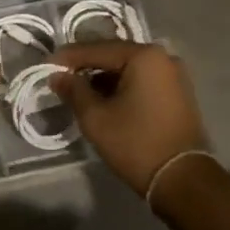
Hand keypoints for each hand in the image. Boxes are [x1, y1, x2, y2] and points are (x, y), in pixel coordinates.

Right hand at [50, 42, 210, 194]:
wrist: (183, 180)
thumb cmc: (136, 143)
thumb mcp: (96, 117)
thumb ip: (74, 90)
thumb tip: (57, 76)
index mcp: (144, 56)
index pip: (97, 49)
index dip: (69, 57)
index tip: (47, 65)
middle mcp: (163, 58)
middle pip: (115, 55)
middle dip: (87, 66)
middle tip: (61, 76)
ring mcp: (174, 76)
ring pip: (129, 69)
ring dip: (104, 78)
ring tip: (79, 91)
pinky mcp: (178, 94)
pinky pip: (142, 81)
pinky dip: (122, 87)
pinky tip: (104, 99)